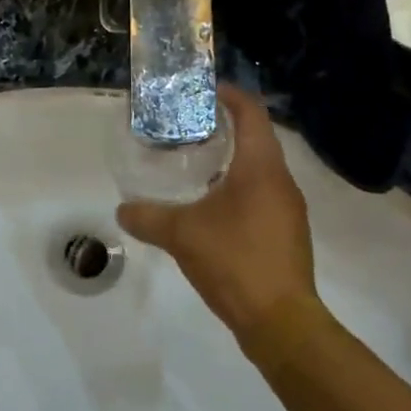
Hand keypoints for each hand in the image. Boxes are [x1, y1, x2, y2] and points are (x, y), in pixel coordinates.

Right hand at [116, 84, 322, 352]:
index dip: (229, 95)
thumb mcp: (181, 235)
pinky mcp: (286, 234)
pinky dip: (237, 189)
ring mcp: (288, 210)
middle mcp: (281, 182)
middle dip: (224, 128)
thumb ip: (147, 217)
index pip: (251, 113)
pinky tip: (210, 208)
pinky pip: (261, 196)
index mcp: (261, 168)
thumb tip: (122, 209)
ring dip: (230, 161)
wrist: (280, 321)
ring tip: (193, 164)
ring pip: (259, 170)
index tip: (203, 89)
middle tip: (186, 127)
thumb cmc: (234, 261)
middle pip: (257, 139)